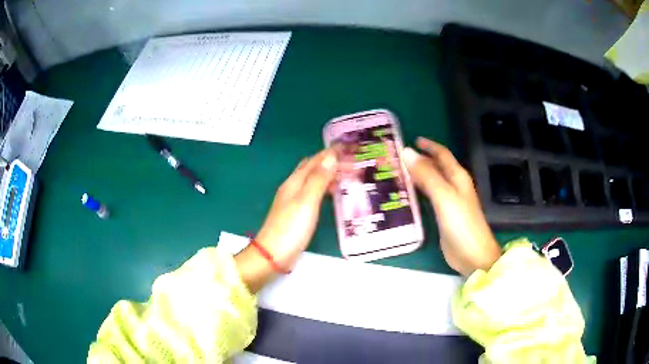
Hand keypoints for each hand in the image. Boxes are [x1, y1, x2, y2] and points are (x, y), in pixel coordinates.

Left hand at [235, 149, 336, 291]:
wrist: (273, 255)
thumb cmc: (291, 229)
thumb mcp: (307, 202)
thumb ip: (318, 179)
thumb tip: (331, 156)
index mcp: (295, 182)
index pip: (315, 160)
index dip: (331, 153)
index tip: (349, 148)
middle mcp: (293, 188)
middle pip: (313, 168)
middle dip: (331, 162)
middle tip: (352, 162)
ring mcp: (294, 201)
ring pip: (314, 180)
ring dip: (329, 174)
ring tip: (347, 175)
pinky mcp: (297, 213)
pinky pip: (314, 193)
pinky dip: (325, 188)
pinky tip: (333, 195)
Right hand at [403, 137, 500, 276]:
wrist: (472, 255)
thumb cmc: (461, 224)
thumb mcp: (444, 196)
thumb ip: (426, 175)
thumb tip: (406, 152)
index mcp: (457, 176)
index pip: (442, 154)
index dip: (428, 145)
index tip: (410, 140)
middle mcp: (454, 185)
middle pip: (436, 166)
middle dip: (420, 160)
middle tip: (396, 158)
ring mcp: (449, 201)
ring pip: (431, 181)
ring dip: (417, 175)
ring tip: (397, 173)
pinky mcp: (444, 215)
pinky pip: (429, 197)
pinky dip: (418, 192)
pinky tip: (406, 194)